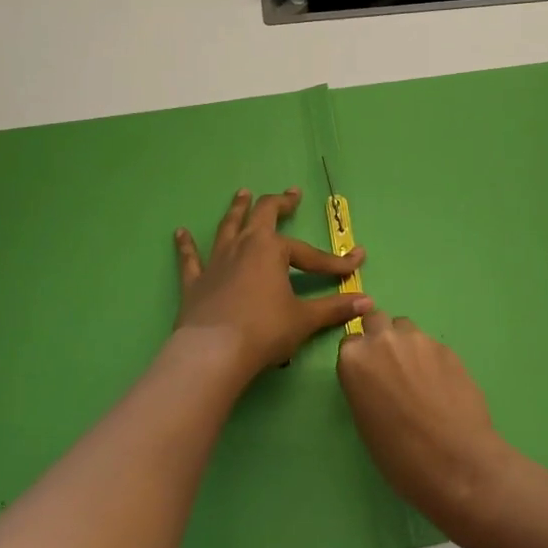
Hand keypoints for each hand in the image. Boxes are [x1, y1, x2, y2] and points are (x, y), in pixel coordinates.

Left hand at [174, 188, 371, 377]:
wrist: (213, 354)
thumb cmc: (264, 331)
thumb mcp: (304, 319)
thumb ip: (335, 308)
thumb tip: (368, 303)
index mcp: (271, 250)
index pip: (310, 254)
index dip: (334, 261)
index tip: (356, 262)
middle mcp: (243, 246)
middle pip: (262, 215)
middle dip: (279, 204)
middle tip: (291, 195)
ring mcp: (216, 262)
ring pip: (227, 227)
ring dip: (237, 209)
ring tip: (242, 193)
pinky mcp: (195, 282)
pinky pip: (190, 259)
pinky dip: (186, 245)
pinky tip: (180, 232)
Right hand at [337, 312, 518, 532]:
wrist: (456, 461)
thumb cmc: (400, 455)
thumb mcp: (365, 422)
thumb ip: (366, 386)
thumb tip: (377, 379)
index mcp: (356, 360)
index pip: (350, 341)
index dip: (360, 357)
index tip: (367, 373)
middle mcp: (384, 340)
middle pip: (377, 321)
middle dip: (381, 337)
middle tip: (390, 366)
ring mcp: (419, 340)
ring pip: (406, 328)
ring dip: (407, 344)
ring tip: (418, 376)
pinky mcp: (447, 348)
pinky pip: (432, 345)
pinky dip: (432, 359)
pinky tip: (442, 386)